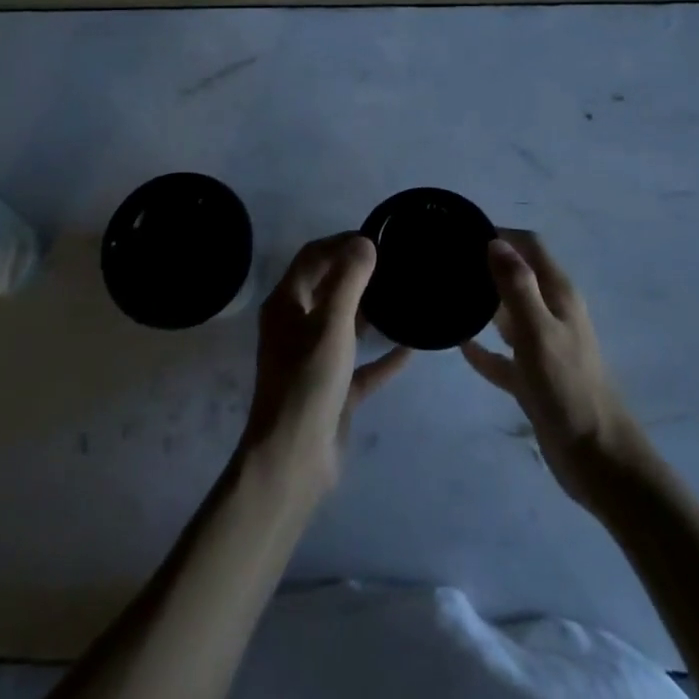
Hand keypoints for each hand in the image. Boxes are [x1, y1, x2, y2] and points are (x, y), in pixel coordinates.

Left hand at [239, 234, 409, 500]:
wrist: (294, 461)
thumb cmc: (308, 383)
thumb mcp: (332, 325)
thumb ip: (349, 280)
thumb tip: (365, 241)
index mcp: (286, 304)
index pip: (313, 257)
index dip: (341, 242)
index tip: (376, 237)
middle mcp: (296, 326)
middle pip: (327, 287)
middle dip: (357, 272)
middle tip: (394, 263)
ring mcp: (313, 360)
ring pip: (344, 324)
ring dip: (370, 311)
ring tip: (403, 295)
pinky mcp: (332, 390)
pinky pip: (360, 364)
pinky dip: (382, 355)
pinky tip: (411, 348)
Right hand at [462, 230, 642, 507]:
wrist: (598, 460)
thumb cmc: (568, 388)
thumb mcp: (538, 332)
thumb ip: (517, 286)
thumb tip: (495, 241)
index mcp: (559, 295)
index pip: (530, 246)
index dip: (501, 234)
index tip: (463, 231)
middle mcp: (552, 313)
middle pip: (518, 276)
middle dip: (487, 265)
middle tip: (447, 262)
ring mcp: (544, 347)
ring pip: (509, 314)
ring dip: (483, 304)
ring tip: (447, 295)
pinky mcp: (534, 379)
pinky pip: (503, 356)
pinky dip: (484, 349)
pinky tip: (459, 345)